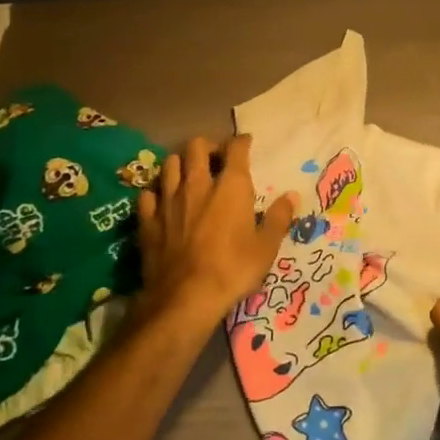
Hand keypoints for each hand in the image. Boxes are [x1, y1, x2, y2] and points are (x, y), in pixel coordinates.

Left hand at [136, 135, 295, 329]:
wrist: (186, 298)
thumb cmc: (234, 269)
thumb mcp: (266, 247)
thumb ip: (278, 218)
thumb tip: (291, 196)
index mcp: (230, 186)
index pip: (235, 148)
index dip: (242, 142)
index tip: (246, 145)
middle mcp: (198, 184)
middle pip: (196, 146)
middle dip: (207, 146)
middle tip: (216, 160)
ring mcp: (169, 200)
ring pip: (169, 164)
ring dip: (181, 164)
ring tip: (189, 176)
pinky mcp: (148, 220)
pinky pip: (149, 194)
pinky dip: (157, 192)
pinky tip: (163, 201)